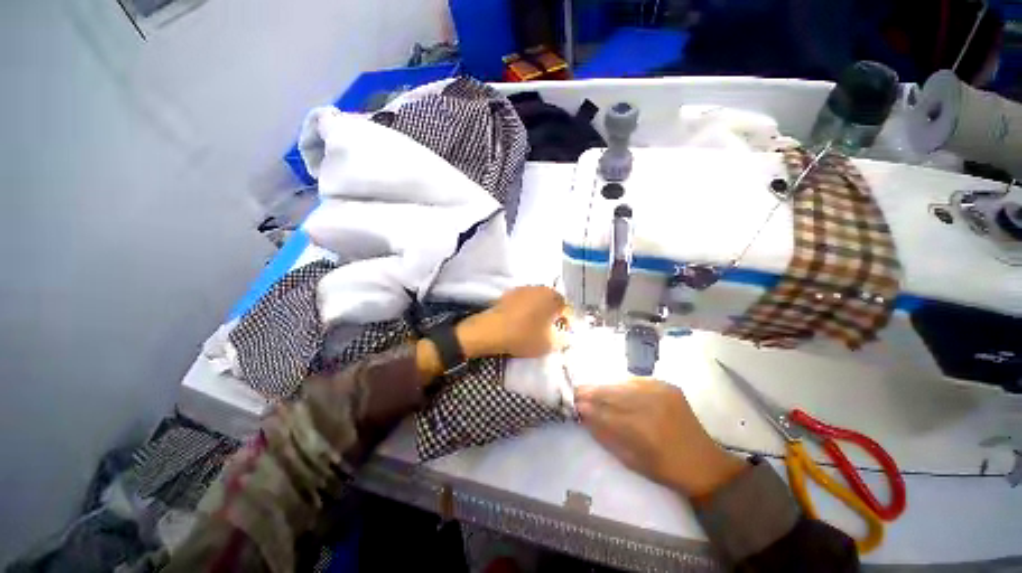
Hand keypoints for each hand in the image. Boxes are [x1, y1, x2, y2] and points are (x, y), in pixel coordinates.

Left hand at [457, 285, 568, 358]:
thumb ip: (563, 339)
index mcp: (552, 297)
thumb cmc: (524, 336)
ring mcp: (522, 289)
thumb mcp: (549, 343)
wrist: (491, 330)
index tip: (563, 334)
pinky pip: (524, 302)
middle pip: (552, 302)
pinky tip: (521, 323)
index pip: (566, 308)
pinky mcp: (508, 294)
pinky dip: (526, 310)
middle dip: (553, 315)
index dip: (567, 322)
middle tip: (550, 330)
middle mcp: (539, 288)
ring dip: (539, 312)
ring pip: (537, 301)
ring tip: (535, 327)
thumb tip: (565, 336)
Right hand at [575, 379, 747, 498]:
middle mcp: (652, 407)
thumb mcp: (631, 460)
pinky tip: (615, 389)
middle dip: (591, 392)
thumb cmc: (665, 469)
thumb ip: (605, 435)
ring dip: (605, 387)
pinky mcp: (667, 386)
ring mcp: (661, 392)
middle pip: (612, 394)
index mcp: (644, 431)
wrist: (704, 462)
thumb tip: (584, 416)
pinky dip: (622, 385)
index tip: (574, 404)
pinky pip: (636, 381)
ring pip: (622, 384)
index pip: (606, 414)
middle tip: (577, 391)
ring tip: (591, 389)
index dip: (588, 408)